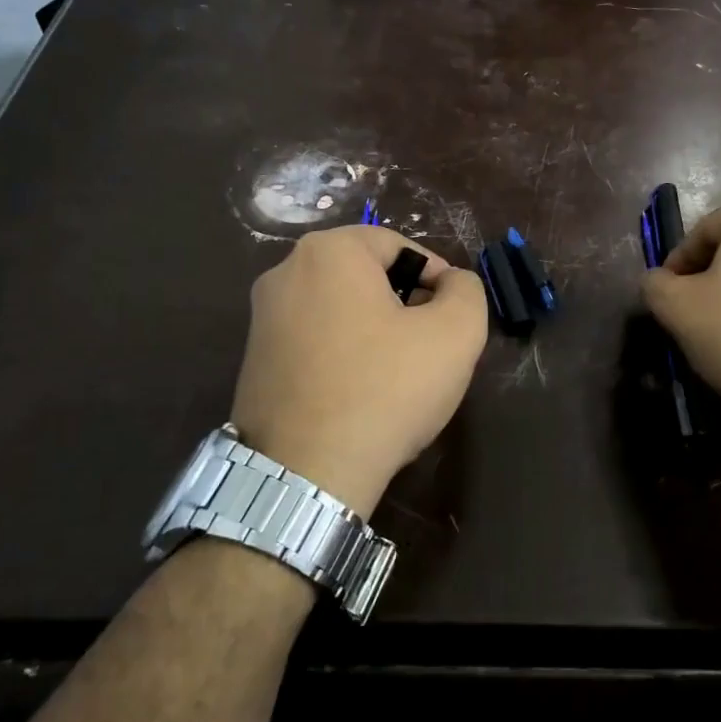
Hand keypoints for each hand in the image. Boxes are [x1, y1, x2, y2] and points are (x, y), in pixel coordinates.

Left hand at [230, 225, 487, 512]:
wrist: (305, 474)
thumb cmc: (386, 389)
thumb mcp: (456, 333)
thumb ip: (466, 290)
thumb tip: (451, 284)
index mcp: (328, 251)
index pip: (400, 247)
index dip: (437, 278)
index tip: (451, 319)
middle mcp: (285, 272)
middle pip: (367, 275)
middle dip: (405, 304)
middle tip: (430, 346)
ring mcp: (261, 318)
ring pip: (341, 309)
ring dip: (376, 330)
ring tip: (399, 375)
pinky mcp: (254, 360)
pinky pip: (314, 340)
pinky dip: (344, 354)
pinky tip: (361, 394)